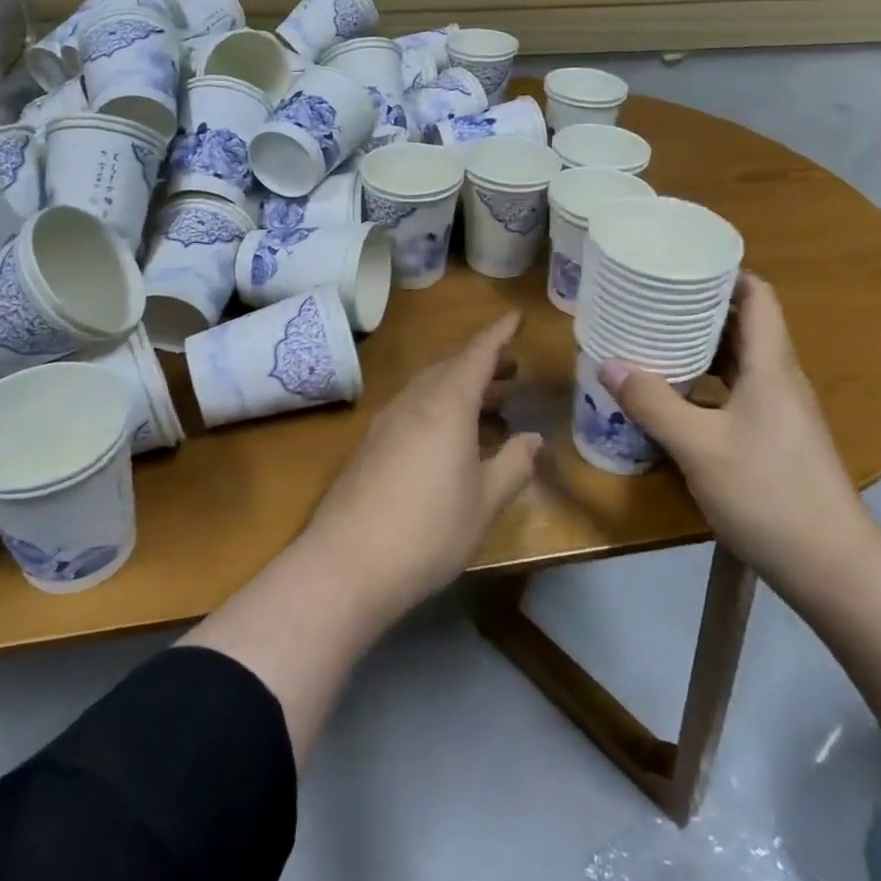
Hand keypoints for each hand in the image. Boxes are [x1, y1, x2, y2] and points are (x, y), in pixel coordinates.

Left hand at [308, 312, 541, 614]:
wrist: (347, 564)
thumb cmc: (429, 530)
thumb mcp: (485, 502)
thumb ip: (514, 464)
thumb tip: (533, 438)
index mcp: (446, 404)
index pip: (477, 354)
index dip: (499, 334)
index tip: (516, 317)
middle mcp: (414, 402)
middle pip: (451, 367)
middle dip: (483, 363)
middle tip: (512, 370)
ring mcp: (386, 422)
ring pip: (430, 388)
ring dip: (461, 387)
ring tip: (491, 403)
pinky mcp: (370, 445)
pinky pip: (413, 409)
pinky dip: (440, 408)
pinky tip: (451, 438)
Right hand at [598, 275, 867, 584]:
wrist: (831, 566)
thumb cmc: (768, 493)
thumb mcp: (699, 447)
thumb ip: (653, 403)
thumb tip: (608, 364)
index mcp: (771, 366)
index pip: (758, 297)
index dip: (726, 273)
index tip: (683, 263)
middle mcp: (780, 380)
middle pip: (744, 326)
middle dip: (700, 309)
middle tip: (653, 300)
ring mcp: (781, 412)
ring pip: (739, 363)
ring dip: (701, 348)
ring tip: (654, 341)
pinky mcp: (775, 440)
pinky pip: (737, 393)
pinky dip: (706, 384)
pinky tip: (674, 398)